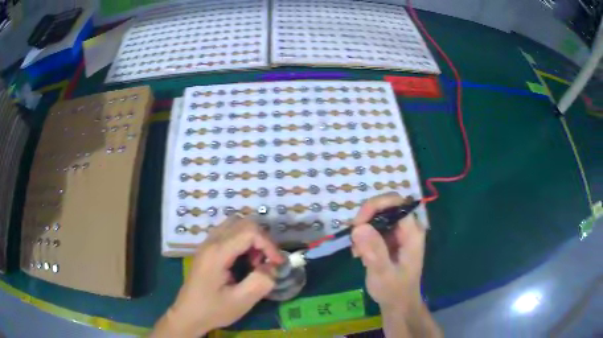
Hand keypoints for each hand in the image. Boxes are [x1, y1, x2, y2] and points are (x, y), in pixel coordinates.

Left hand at [151, 215, 283, 337]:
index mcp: (217, 253)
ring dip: (251, 239)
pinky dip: (242, 241)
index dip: (269, 244)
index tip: (277, 264)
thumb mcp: (241, 302)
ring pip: (236, 224)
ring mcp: (207, 243)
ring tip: (255, 262)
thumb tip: (273, 267)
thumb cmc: (213, 310)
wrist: (188, 315)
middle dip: (261, 239)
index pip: (249, 231)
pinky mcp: (207, 249)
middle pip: (243, 222)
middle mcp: (211, 241)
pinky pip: (229, 233)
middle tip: (266, 262)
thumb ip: (261, 282)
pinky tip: (243, 261)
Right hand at [351, 192, 425, 312]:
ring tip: (357, 252)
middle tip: (354, 239)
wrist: (398, 303)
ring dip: (362, 230)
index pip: (396, 203)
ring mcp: (398, 233)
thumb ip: (374, 251)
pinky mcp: (390, 239)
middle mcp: (407, 228)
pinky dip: (363, 237)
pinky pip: (373, 228)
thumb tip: (359, 227)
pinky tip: (359, 254)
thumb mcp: (383, 273)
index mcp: (412, 232)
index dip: (375, 206)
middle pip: (385, 206)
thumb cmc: (394, 290)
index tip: (358, 223)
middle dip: (366, 219)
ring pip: (377, 216)